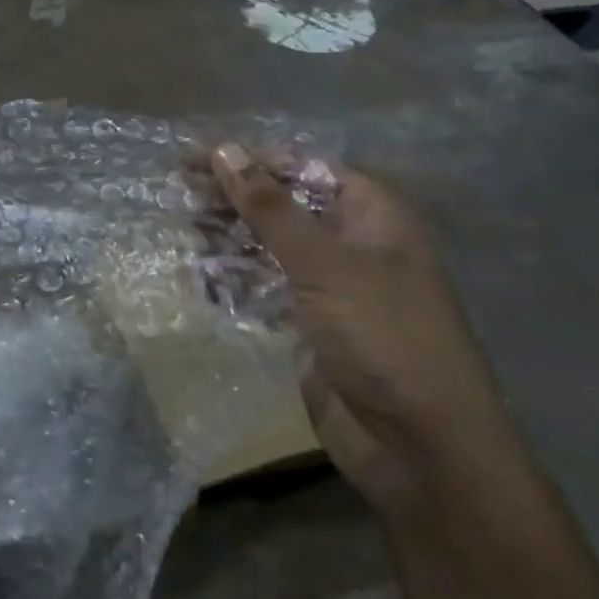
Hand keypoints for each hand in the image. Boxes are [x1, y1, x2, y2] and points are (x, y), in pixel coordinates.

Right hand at [211, 145, 525, 523]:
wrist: (419, 448)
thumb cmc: (381, 336)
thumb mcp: (323, 263)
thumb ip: (270, 207)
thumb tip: (224, 150)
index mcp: (371, 216)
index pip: (302, 168)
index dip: (250, 160)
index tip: (195, 159)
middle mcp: (351, 243)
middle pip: (282, 205)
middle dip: (232, 199)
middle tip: (178, 195)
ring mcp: (330, 287)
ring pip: (268, 246)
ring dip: (227, 239)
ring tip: (184, 234)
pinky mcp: (309, 325)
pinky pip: (264, 289)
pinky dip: (233, 281)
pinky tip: (202, 280)